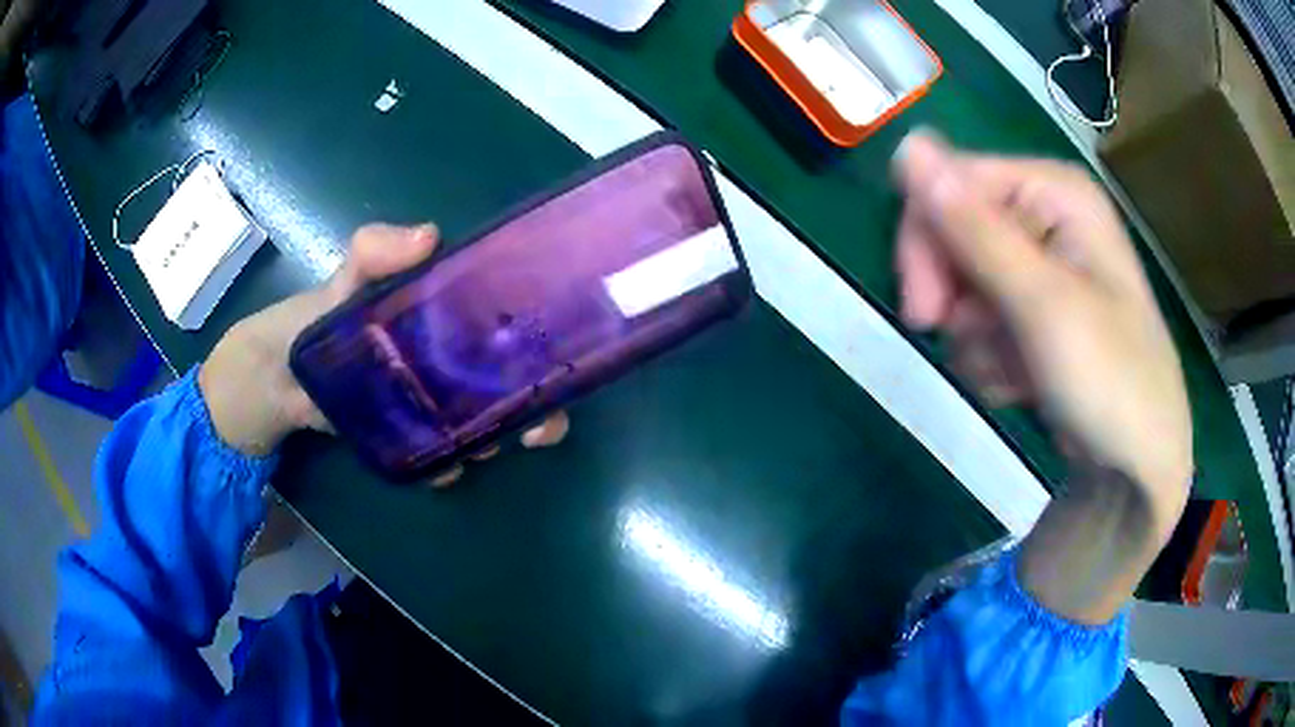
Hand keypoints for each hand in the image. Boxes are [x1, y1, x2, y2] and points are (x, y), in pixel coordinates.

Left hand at [199, 223, 568, 484]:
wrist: (268, 382)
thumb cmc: (308, 321)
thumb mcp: (343, 278)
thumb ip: (374, 252)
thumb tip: (431, 235)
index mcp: (438, 314)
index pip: (502, 321)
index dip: (538, 337)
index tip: (559, 357)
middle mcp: (441, 358)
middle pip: (503, 381)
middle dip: (531, 404)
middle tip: (536, 426)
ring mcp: (424, 400)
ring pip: (478, 420)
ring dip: (494, 436)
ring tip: (483, 446)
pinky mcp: (404, 434)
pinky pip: (439, 452)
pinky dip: (448, 463)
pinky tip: (443, 468)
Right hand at [892, 132, 1192, 621]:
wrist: (1137, 470)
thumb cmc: (1110, 381)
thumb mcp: (1044, 304)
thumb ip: (976, 229)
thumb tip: (908, 146)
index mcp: (1055, 194)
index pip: (952, 182)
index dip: (927, 240)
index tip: (924, 309)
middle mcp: (1046, 219)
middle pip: (954, 232)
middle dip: (955, 296)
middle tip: (962, 342)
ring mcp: (1041, 269)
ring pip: (963, 287)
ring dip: (976, 337)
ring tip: (1016, 373)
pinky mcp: (1035, 314)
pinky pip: (982, 323)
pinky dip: (990, 358)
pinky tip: (1022, 384)